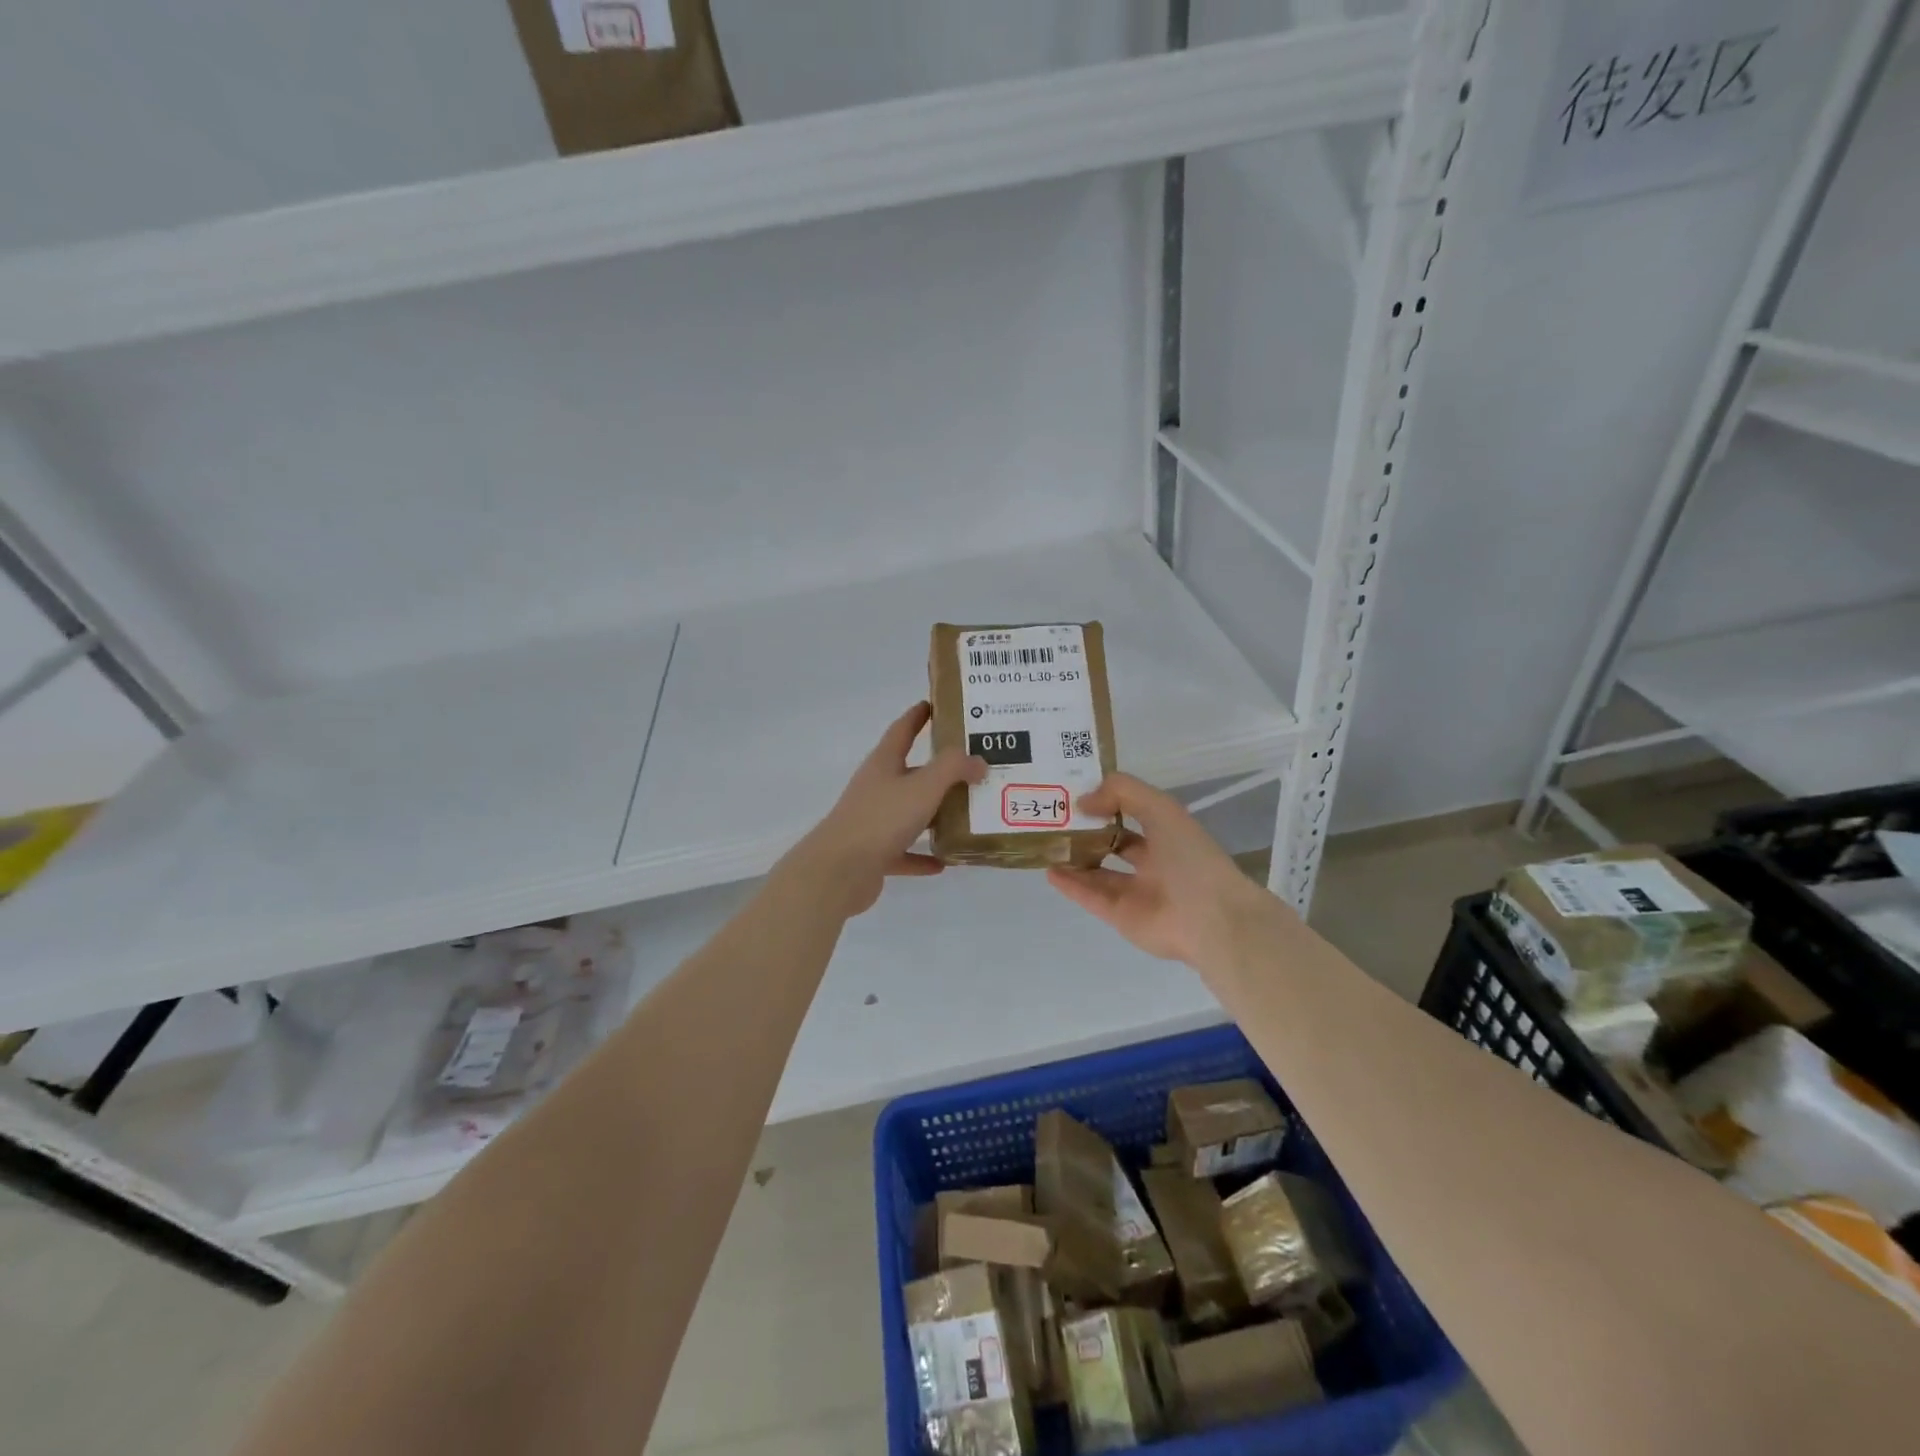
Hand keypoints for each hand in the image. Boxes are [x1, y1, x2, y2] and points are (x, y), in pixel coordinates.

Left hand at [783, 703, 984, 917]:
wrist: (839, 870)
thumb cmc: (881, 818)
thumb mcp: (923, 786)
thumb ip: (953, 768)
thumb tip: (978, 761)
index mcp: (883, 764)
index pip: (902, 730)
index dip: (918, 715)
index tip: (934, 704)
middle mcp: (877, 788)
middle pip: (910, 772)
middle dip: (938, 770)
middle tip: (972, 766)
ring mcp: (873, 822)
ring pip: (909, 813)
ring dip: (934, 814)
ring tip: (967, 813)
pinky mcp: (874, 854)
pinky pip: (905, 851)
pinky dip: (923, 855)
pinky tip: (945, 861)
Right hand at [1047, 773, 1290, 966]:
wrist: (1209, 918)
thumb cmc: (1189, 857)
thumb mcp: (1160, 808)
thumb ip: (1121, 792)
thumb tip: (1083, 802)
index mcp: (1168, 834)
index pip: (1132, 813)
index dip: (1106, 801)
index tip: (1075, 791)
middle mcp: (1153, 862)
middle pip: (1114, 843)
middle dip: (1087, 831)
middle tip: (1054, 817)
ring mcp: (1136, 892)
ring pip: (1099, 872)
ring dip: (1075, 858)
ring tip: (1047, 843)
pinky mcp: (1121, 916)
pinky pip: (1091, 896)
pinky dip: (1070, 884)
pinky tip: (1049, 870)